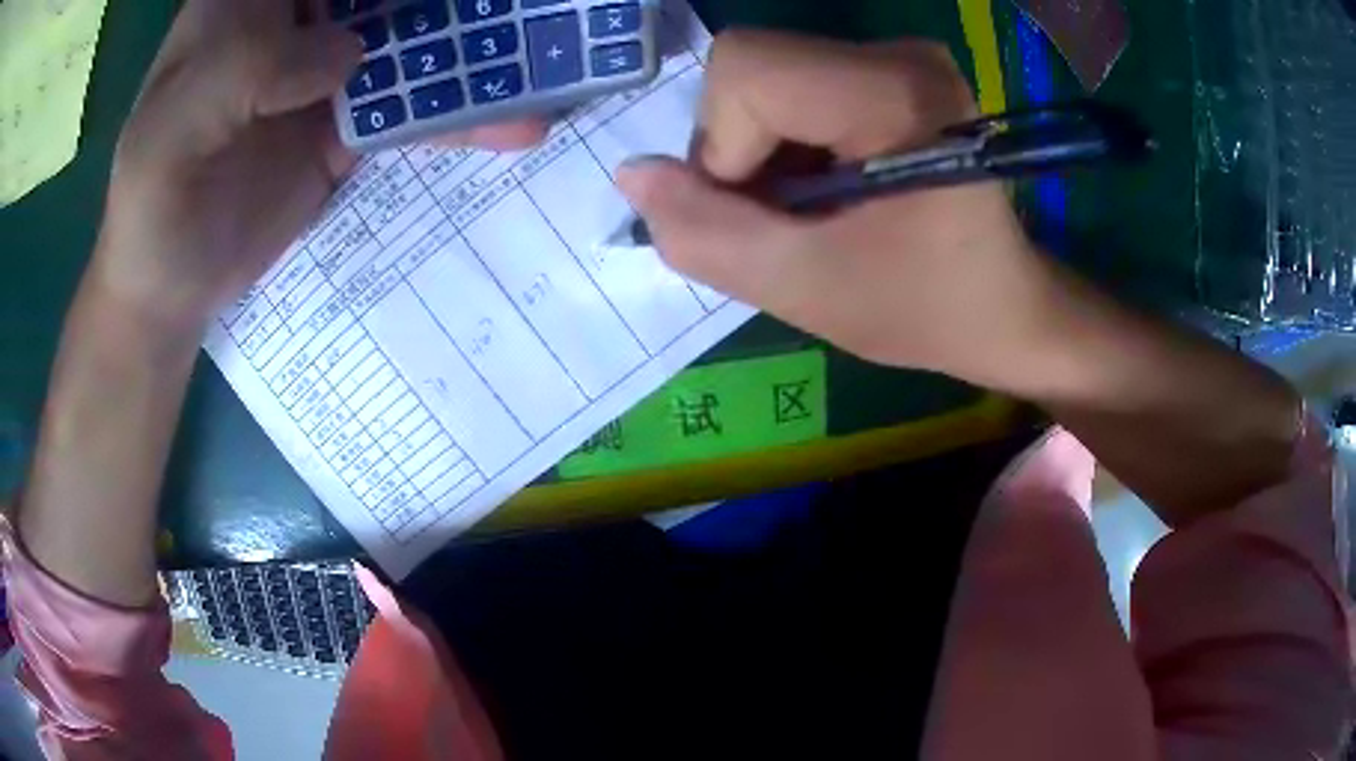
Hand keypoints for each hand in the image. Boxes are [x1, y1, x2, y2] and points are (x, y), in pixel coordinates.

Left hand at [92, 0, 545, 341]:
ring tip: (542, 55)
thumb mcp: (173, 132)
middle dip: (444, 0)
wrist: (168, 288)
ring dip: (472, 47)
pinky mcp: (347, 123)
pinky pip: (412, 107)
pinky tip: (514, 124)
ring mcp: (326, 70)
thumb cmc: (152, 206)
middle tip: (523, 4)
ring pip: (412, 38)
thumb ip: (247, 70)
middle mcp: (295, 19)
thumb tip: (349, 54)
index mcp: (247, 1)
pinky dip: (460, 116)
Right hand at [617, 32, 1070, 395]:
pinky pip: (795, 85)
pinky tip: (826, 187)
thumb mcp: (805, 290)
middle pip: (751, 67)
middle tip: (788, 217)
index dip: (724, 147)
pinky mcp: (894, 71)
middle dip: (739, 148)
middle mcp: (900, 54)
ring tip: (814, 210)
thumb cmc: (925, 308)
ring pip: (766, 75)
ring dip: (761, 150)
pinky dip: (786, 141)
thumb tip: (633, 175)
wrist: (1005, 307)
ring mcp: (900, 57)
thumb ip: (706, 234)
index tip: (767, 214)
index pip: (745, 70)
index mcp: (895, 94)